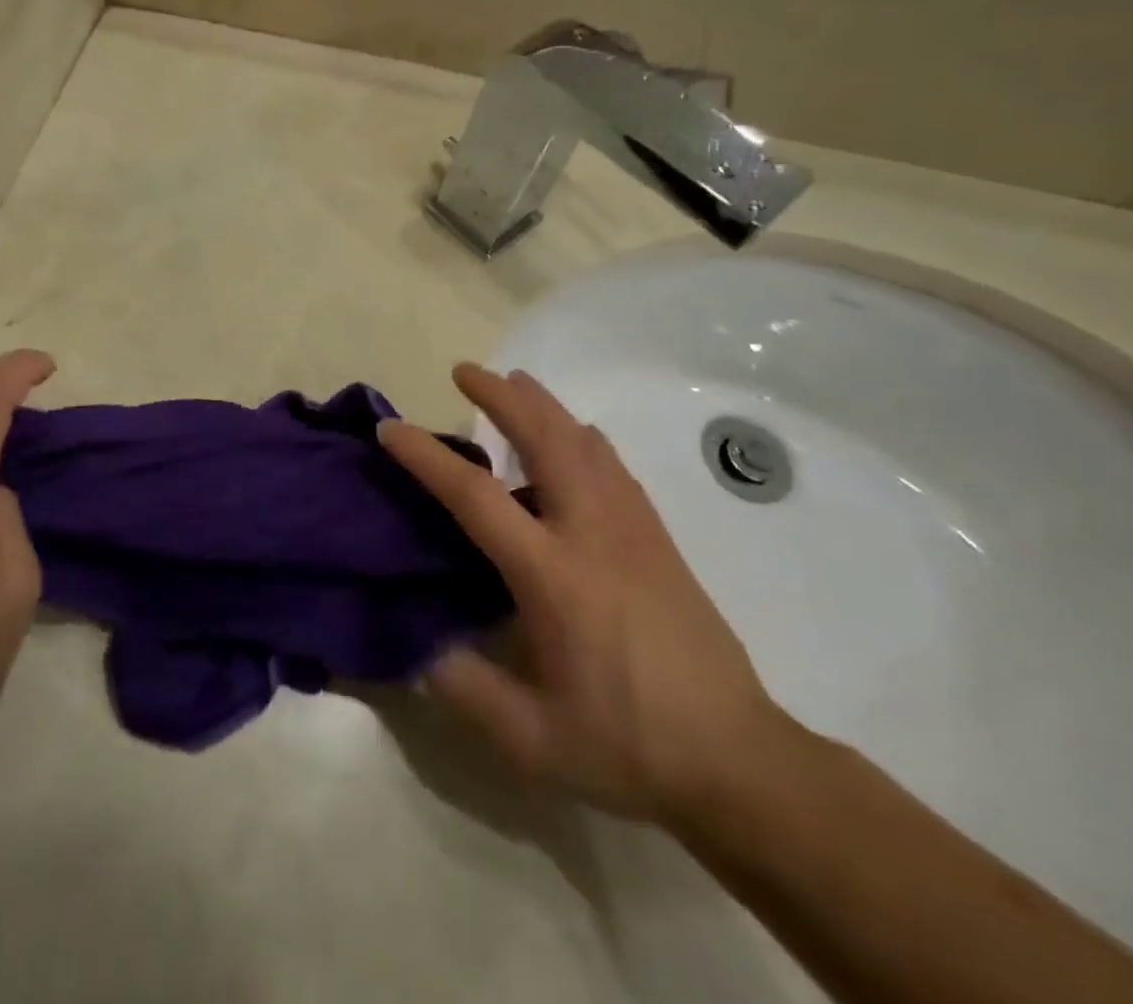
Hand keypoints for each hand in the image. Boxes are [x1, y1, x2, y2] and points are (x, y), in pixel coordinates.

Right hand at [381, 364, 786, 824]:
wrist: (740, 761)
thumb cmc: (628, 745)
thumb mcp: (532, 739)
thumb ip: (463, 687)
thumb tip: (417, 643)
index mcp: (553, 575)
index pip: (476, 495)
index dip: (427, 456)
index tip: (392, 428)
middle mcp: (592, 533)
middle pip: (545, 438)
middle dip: (501, 396)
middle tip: (464, 370)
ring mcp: (633, 529)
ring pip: (584, 441)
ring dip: (543, 406)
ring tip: (512, 385)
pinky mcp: (658, 538)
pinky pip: (612, 465)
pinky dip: (580, 437)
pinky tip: (571, 440)